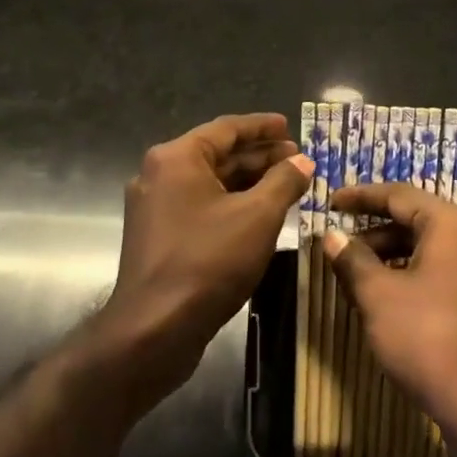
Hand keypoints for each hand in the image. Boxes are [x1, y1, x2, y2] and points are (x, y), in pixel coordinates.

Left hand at [102, 112, 314, 387]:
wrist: (154, 329)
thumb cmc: (208, 261)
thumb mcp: (258, 216)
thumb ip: (284, 182)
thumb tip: (303, 161)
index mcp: (177, 157)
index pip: (227, 128)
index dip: (263, 127)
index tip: (290, 126)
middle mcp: (159, 174)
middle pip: (217, 154)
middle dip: (259, 156)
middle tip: (297, 160)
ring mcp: (154, 207)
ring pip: (209, 183)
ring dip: (247, 182)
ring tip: (286, 186)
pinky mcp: (157, 237)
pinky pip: (199, 206)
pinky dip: (230, 204)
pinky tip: (258, 215)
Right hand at [325, 182, 456, 456]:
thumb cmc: (431, 342)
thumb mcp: (379, 298)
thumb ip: (353, 260)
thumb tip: (332, 236)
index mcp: (455, 224)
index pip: (399, 195)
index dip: (361, 197)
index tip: (331, 202)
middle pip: (421, 221)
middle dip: (378, 234)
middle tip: (343, 249)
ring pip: (438, 251)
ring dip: (399, 259)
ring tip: (364, 280)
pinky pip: (454, 275)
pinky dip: (423, 278)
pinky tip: (399, 304)